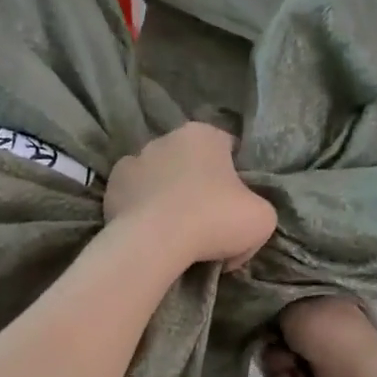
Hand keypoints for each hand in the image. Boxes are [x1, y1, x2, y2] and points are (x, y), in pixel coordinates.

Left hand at [103, 122, 275, 269]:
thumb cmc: (214, 220)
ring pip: (160, 176)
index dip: (235, 177)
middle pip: (191, 161)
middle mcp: (167, 138)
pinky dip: (142, 208)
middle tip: (206, 221)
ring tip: (175, 230)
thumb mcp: (262, 219)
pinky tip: (151, 231)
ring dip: (168, 195)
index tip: (235, 205)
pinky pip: (135, 195)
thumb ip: (257, 209)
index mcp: (205, 134)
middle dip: (198, 184)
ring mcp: (135, 159)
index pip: (227, 149)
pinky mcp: (113, 185)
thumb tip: (239, 224)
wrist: (155, 241)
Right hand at [263, 297, 376, 376]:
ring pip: (285, 359)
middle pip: (285, 335)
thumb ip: (276, 312)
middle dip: (272, 344)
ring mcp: (326, 357)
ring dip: (277, 365)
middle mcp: (328, 327)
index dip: (273, 314)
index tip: (263, 322)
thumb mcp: (292, 308)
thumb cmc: (324, 332)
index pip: (292, 305)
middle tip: (273, 347)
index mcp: (327, 302)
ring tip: (284, 369)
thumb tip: (270, 325)